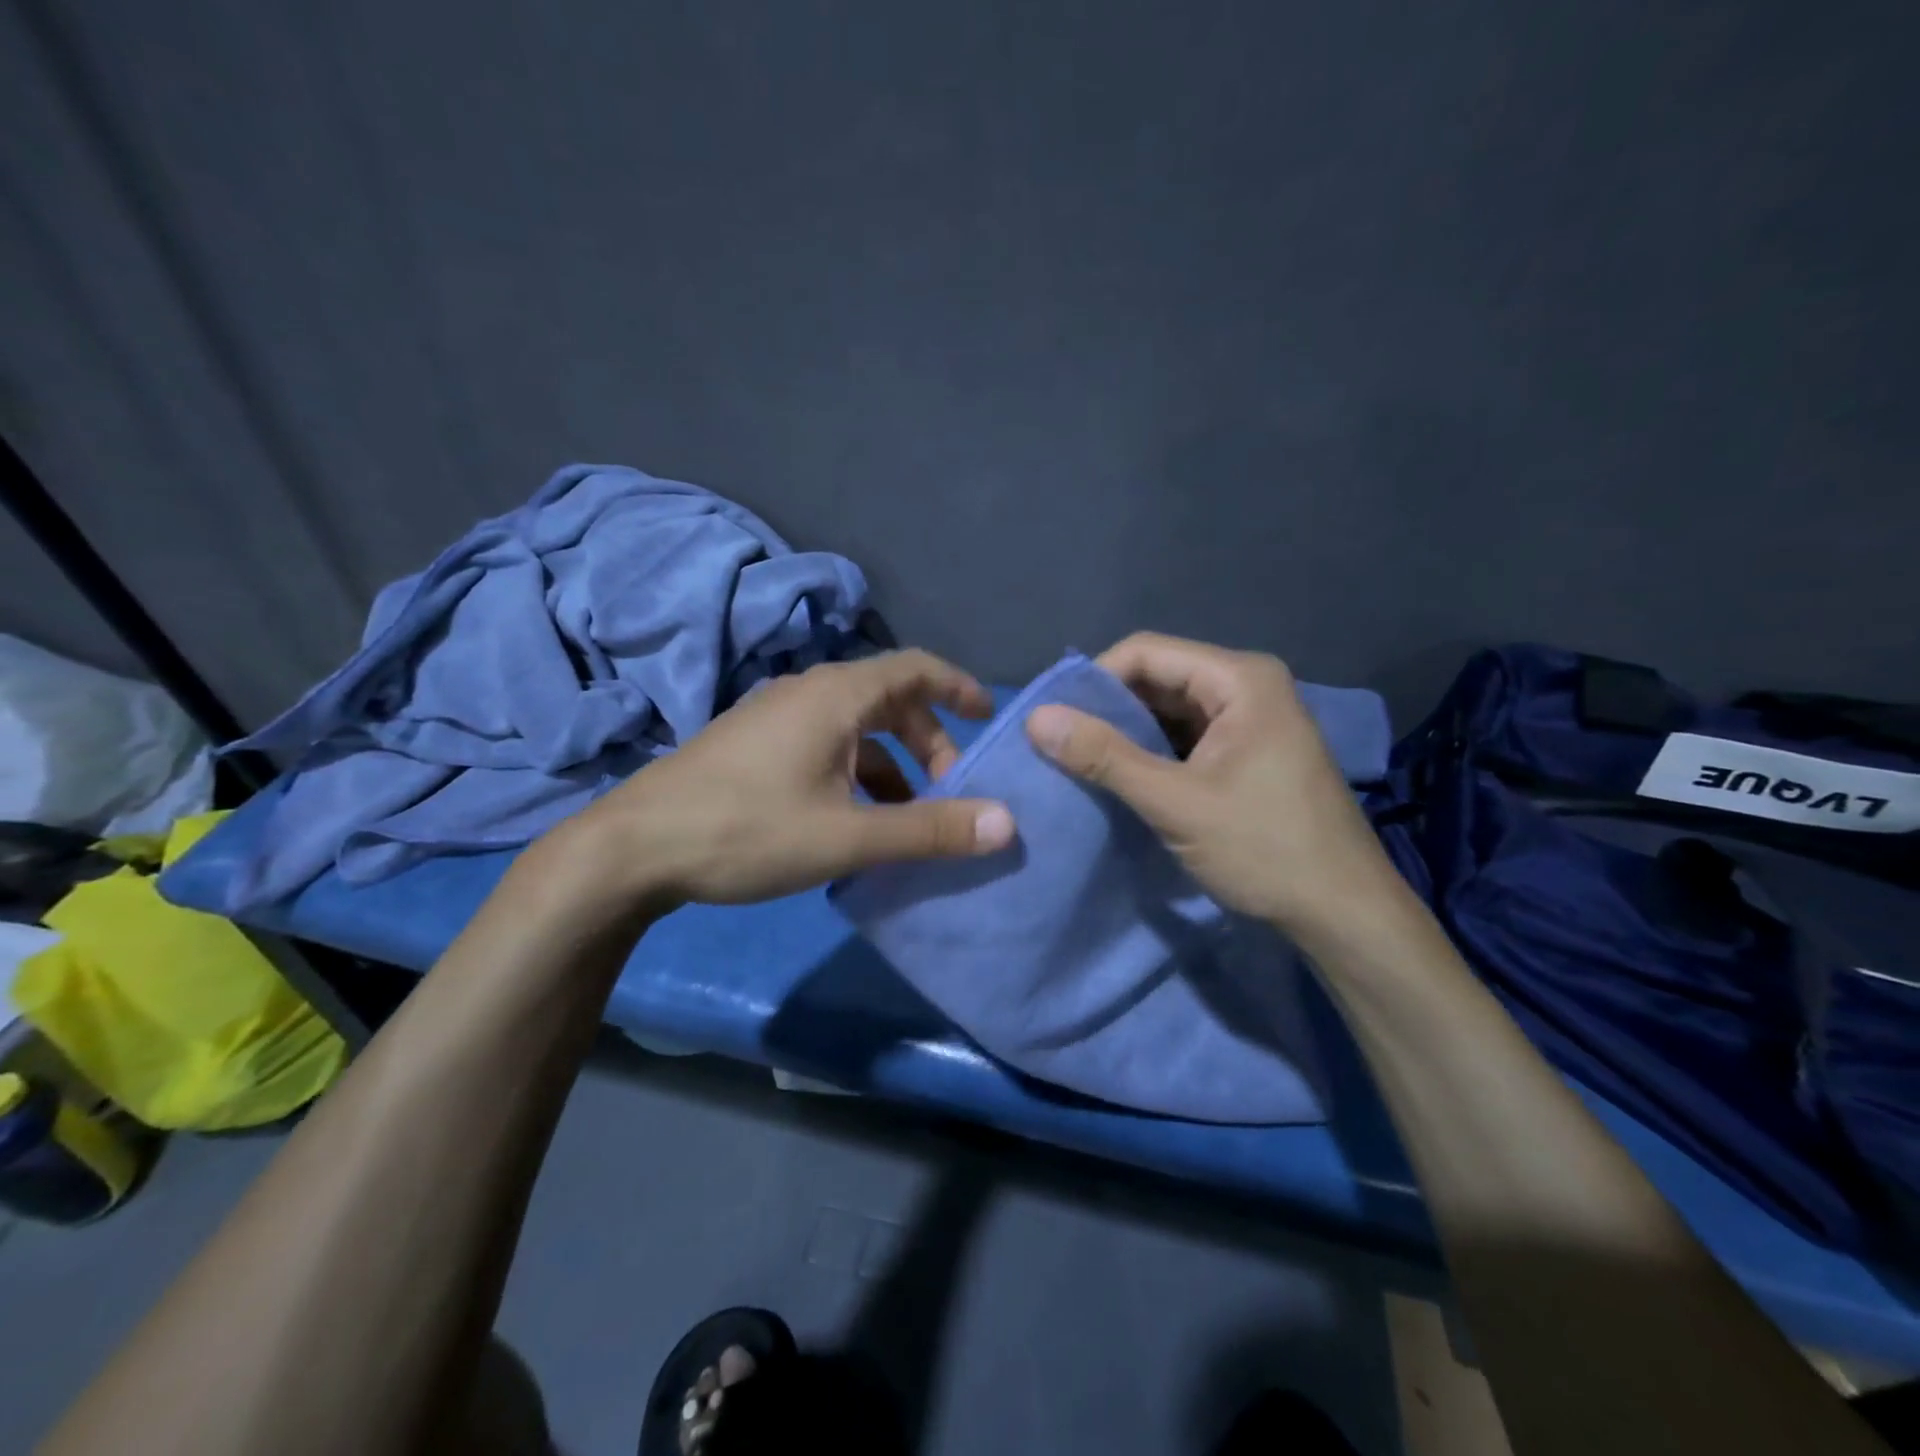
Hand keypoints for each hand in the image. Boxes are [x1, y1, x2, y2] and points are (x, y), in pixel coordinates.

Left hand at [557, 650, 1015, 908]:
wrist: (631, 849)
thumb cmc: (746, 830)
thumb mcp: (847, 837)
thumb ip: (928, 830)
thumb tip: (1007, 823)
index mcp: (835, 696)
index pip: (915, 668)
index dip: (958, 687)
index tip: (989, 718)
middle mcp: (808, 693)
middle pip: (888, 701)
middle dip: (928, 742)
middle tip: (950, 790)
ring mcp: (775, 718)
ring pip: (855, 729)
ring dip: (891, 765)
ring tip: (907, 818)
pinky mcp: (754, 746)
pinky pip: (825, 746)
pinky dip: (855, 774)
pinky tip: (853, 821)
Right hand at [1024, 632, 1401, 934]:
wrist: (1343, 914)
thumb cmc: (1265, 849)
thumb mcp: (1175, 802)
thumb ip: (1104, 757)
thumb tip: (1035, 719)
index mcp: (1240, 679)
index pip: (1146, 652)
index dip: (1093, 680)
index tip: (1054, 721)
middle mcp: (1247, 686)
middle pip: (1158, 677)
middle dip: (1108, 709)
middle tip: (1060, 745)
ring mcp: (1252, 720)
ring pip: (1169, 709)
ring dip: (1127, 733)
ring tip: (1081, 762)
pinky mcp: (1249, 752)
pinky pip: (1187, 737)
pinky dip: (1152, 753)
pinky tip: (1123, 778)